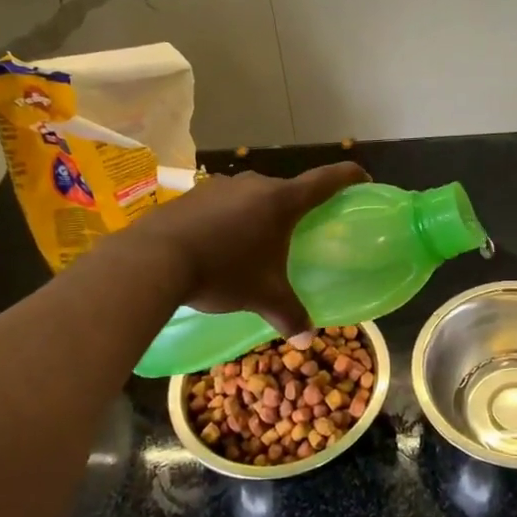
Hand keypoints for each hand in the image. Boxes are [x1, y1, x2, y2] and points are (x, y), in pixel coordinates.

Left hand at [124, 163, 368, 335]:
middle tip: (298, 232)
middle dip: (295, 210)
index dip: (349, 176)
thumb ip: (289, 314)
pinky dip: (228, 220)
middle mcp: (254, 184)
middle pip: (286, 191)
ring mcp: (220, 186)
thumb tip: (307, 340)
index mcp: (282, 201)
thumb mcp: (262, 295)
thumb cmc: (223, 271)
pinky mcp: (192, 195)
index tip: (362, 177)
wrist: (154, 260)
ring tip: (253, 245)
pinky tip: (217, 246)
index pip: (326, 179)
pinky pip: (222, 204)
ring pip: (251, 197)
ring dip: (257, 215)